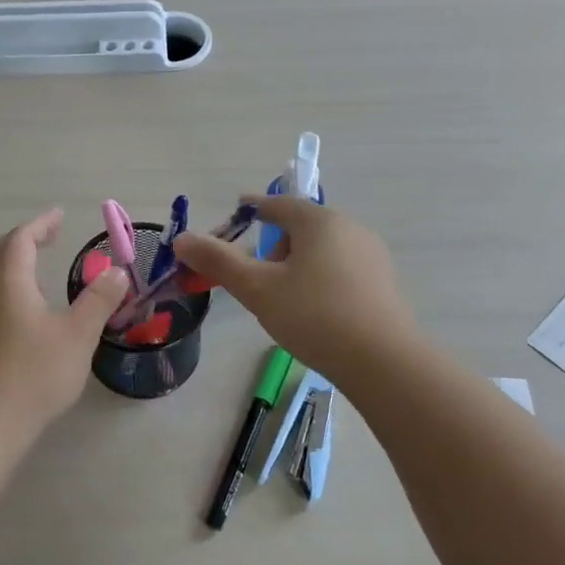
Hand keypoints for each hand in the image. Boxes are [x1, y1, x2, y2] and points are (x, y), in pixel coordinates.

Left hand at [0, 209, 129, 442]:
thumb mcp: (78, 335)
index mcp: (9, 281)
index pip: (21, 238)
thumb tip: (117, 271)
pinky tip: (14, 310)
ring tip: (29, 270)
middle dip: (20, 239)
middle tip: (46, 240)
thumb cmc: (35, 373)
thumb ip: (99, 300)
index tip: (59, 217)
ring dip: (4, 262)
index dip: (41, 224)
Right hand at [173, 195, 416, 380]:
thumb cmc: (314, 316)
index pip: (278, 203)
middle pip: (302, 226)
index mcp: (319, 221)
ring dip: (297, 263)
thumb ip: (218, 261)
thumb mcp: (257, 289)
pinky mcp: (383, 283)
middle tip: (255, 275)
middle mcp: (350, 228)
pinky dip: (319, 279)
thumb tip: (182, 239)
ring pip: (322, 249)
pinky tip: (314, 311)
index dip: (253, 207)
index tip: (237, 213)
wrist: (382, 361)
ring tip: (283, 298)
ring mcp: (371, 256)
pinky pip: (340, 269)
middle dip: (274, 243)